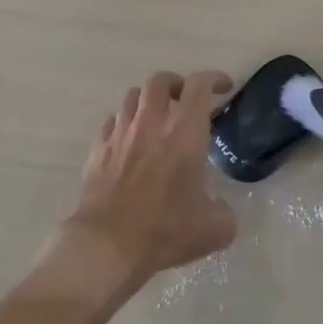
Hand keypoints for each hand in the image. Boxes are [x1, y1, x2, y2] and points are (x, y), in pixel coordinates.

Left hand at [61, 70, 237, 296]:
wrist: (107, 245)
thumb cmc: (165, 230)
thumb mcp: (214, 229)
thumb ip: (224, 213)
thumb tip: (220, 209)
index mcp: (185, 132)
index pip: (199, 85)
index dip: (214, 79)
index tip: (223, 87)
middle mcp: (152, 122)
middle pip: (160, 80)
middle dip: (176, 83)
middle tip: (185, 100)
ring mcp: (121, 133)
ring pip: (132, 96)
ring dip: (148, 100)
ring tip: (156, 118)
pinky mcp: (98, 149)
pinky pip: (112, 122)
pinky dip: (124, 123)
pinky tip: (129, 141)